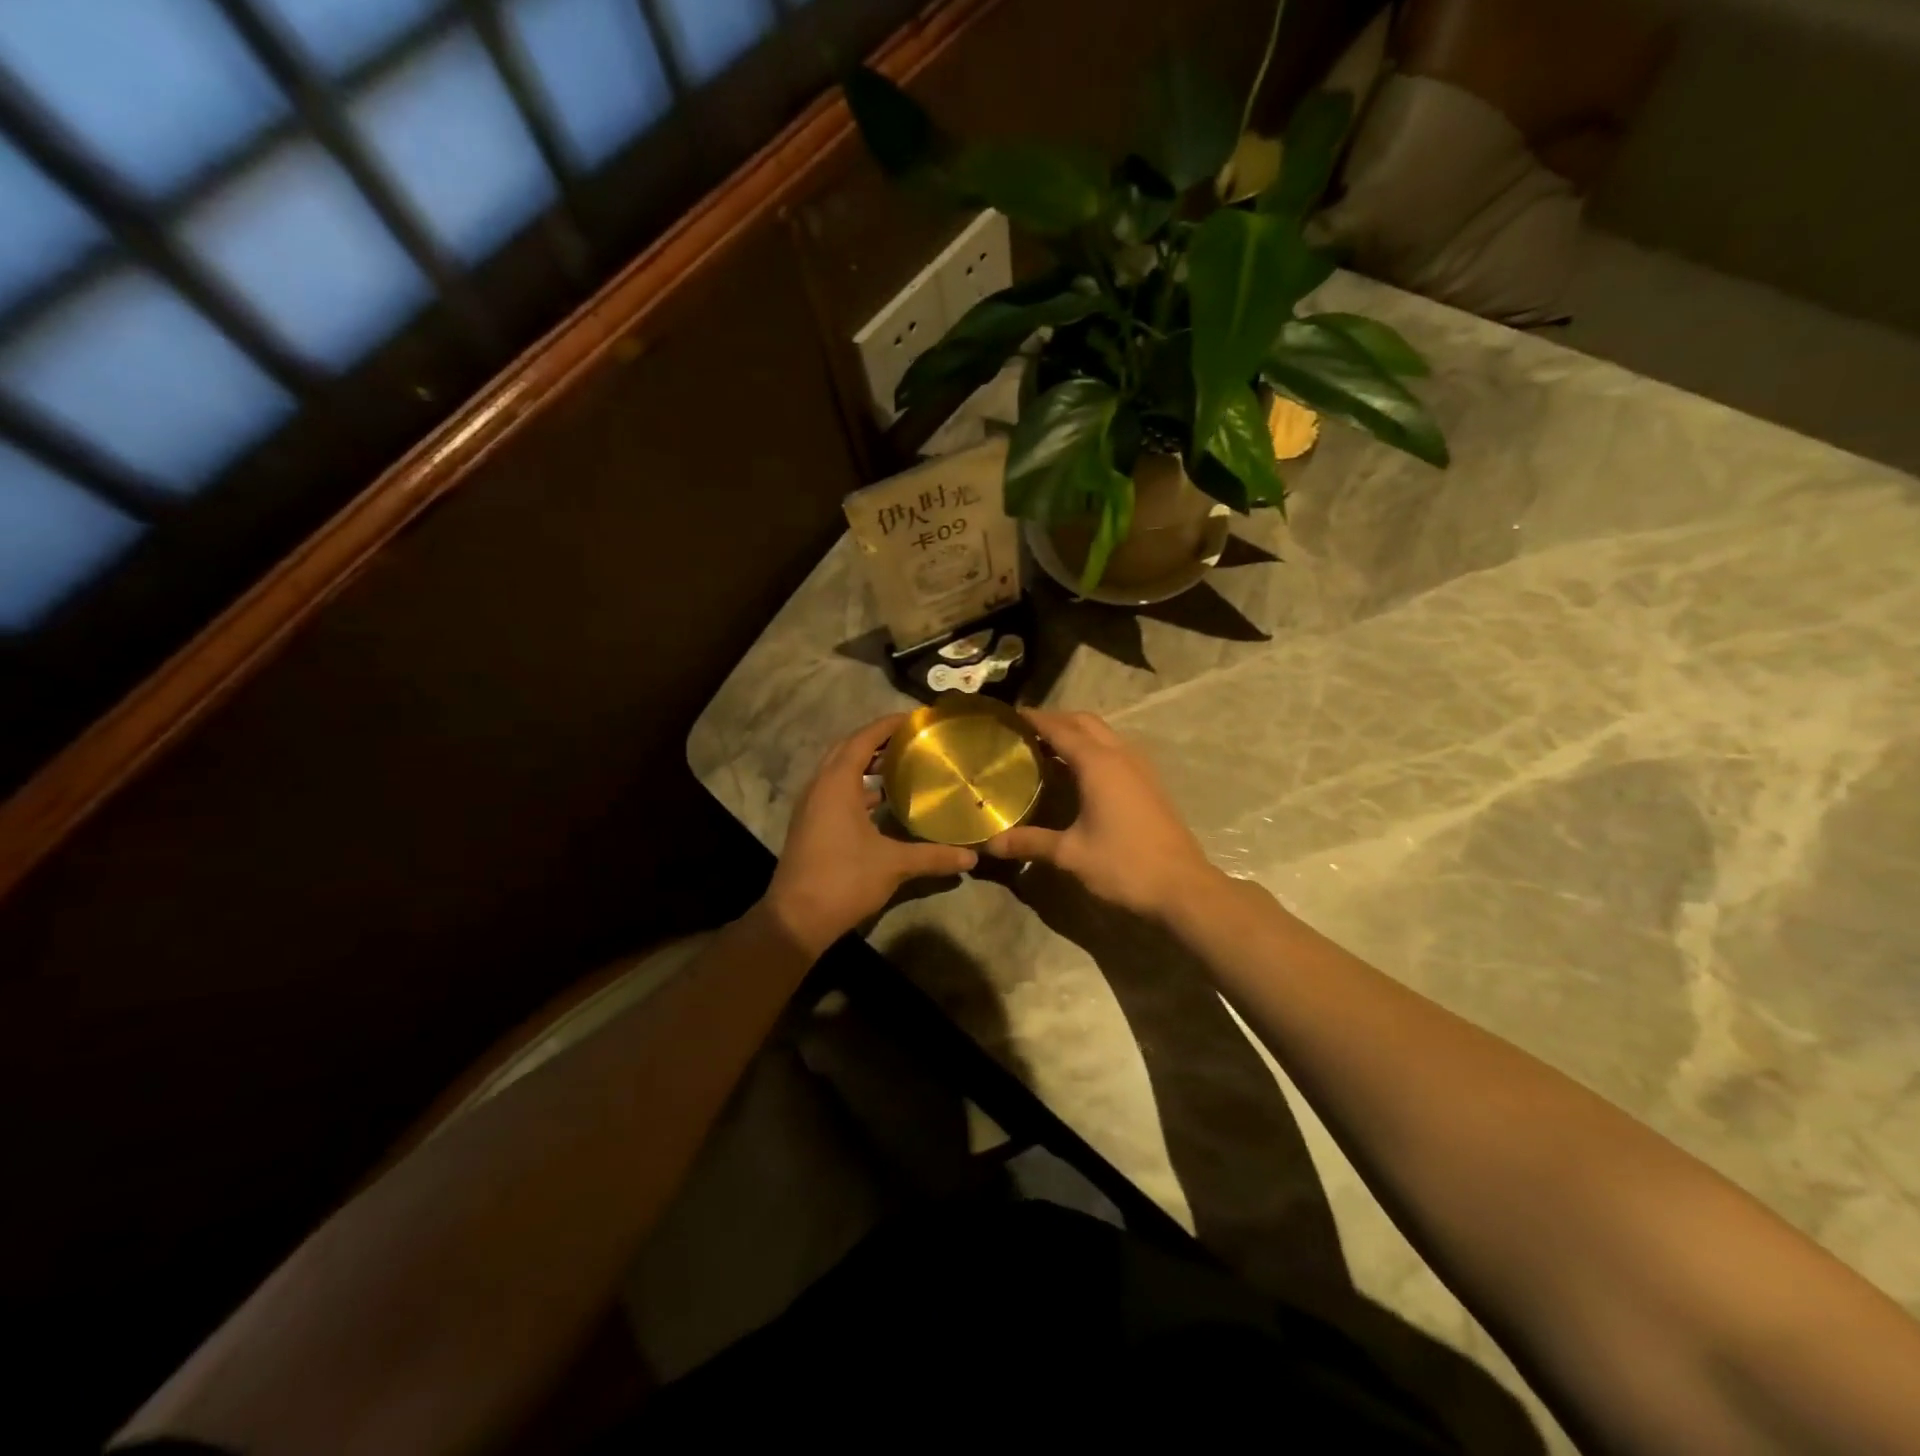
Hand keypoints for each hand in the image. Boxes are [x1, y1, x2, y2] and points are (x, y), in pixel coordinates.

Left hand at [762, 715, 977, 954]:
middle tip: (911, 740)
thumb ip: (934, 856)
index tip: (916, 718)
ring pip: (838, 771)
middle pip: (847, 749)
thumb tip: (972, 857)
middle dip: (877, 741)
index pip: (863, 739)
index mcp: (836, 784)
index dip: (888, 724)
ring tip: (901, 764)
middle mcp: (819, 787)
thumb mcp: (894, 865)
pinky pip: (835, 791)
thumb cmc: (843, 880)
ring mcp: (811, 807)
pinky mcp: (810, 825)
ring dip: (865, 764)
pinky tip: (881, 801)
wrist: (796, 919)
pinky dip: (857, 787)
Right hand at [981, 710, 1216, 920]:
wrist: (1182, 888)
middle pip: (1085, 722)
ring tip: (1048, 748)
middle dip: (1056, 719)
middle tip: (1026, 731)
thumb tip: (991, 844)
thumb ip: (1030, 842)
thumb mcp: (1070, 854)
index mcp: (1098, 764)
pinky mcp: (1150, 782)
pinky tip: (1080, 773)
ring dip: (1077, 732)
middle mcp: (1120, 756)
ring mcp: (1140, 767)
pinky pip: (1116, 750)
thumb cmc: (1124, 865)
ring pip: (1104, 733)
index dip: (1034, 719)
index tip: (1010, 716)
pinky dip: (1094, 748)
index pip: (1060, 729)